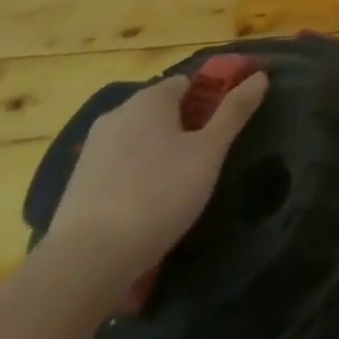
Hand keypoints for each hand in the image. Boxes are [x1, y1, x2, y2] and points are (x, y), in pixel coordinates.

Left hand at [46, 72, 268, 283]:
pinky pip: (120, 165)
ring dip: (162, 150)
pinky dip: (138, 173)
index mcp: (149, 99)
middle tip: (210, 154)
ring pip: (140, 138)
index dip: (212, 97)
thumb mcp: (210, 151)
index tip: (229, 123)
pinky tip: (150, 201)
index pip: (188, 82)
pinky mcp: (78, 184)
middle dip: (187, 124)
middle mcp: (117, 115)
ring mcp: (92, 150)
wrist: (85, 261)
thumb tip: (260, 76)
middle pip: (162, 109)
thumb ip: (235, 111)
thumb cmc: (159, 193)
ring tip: (183, 181)